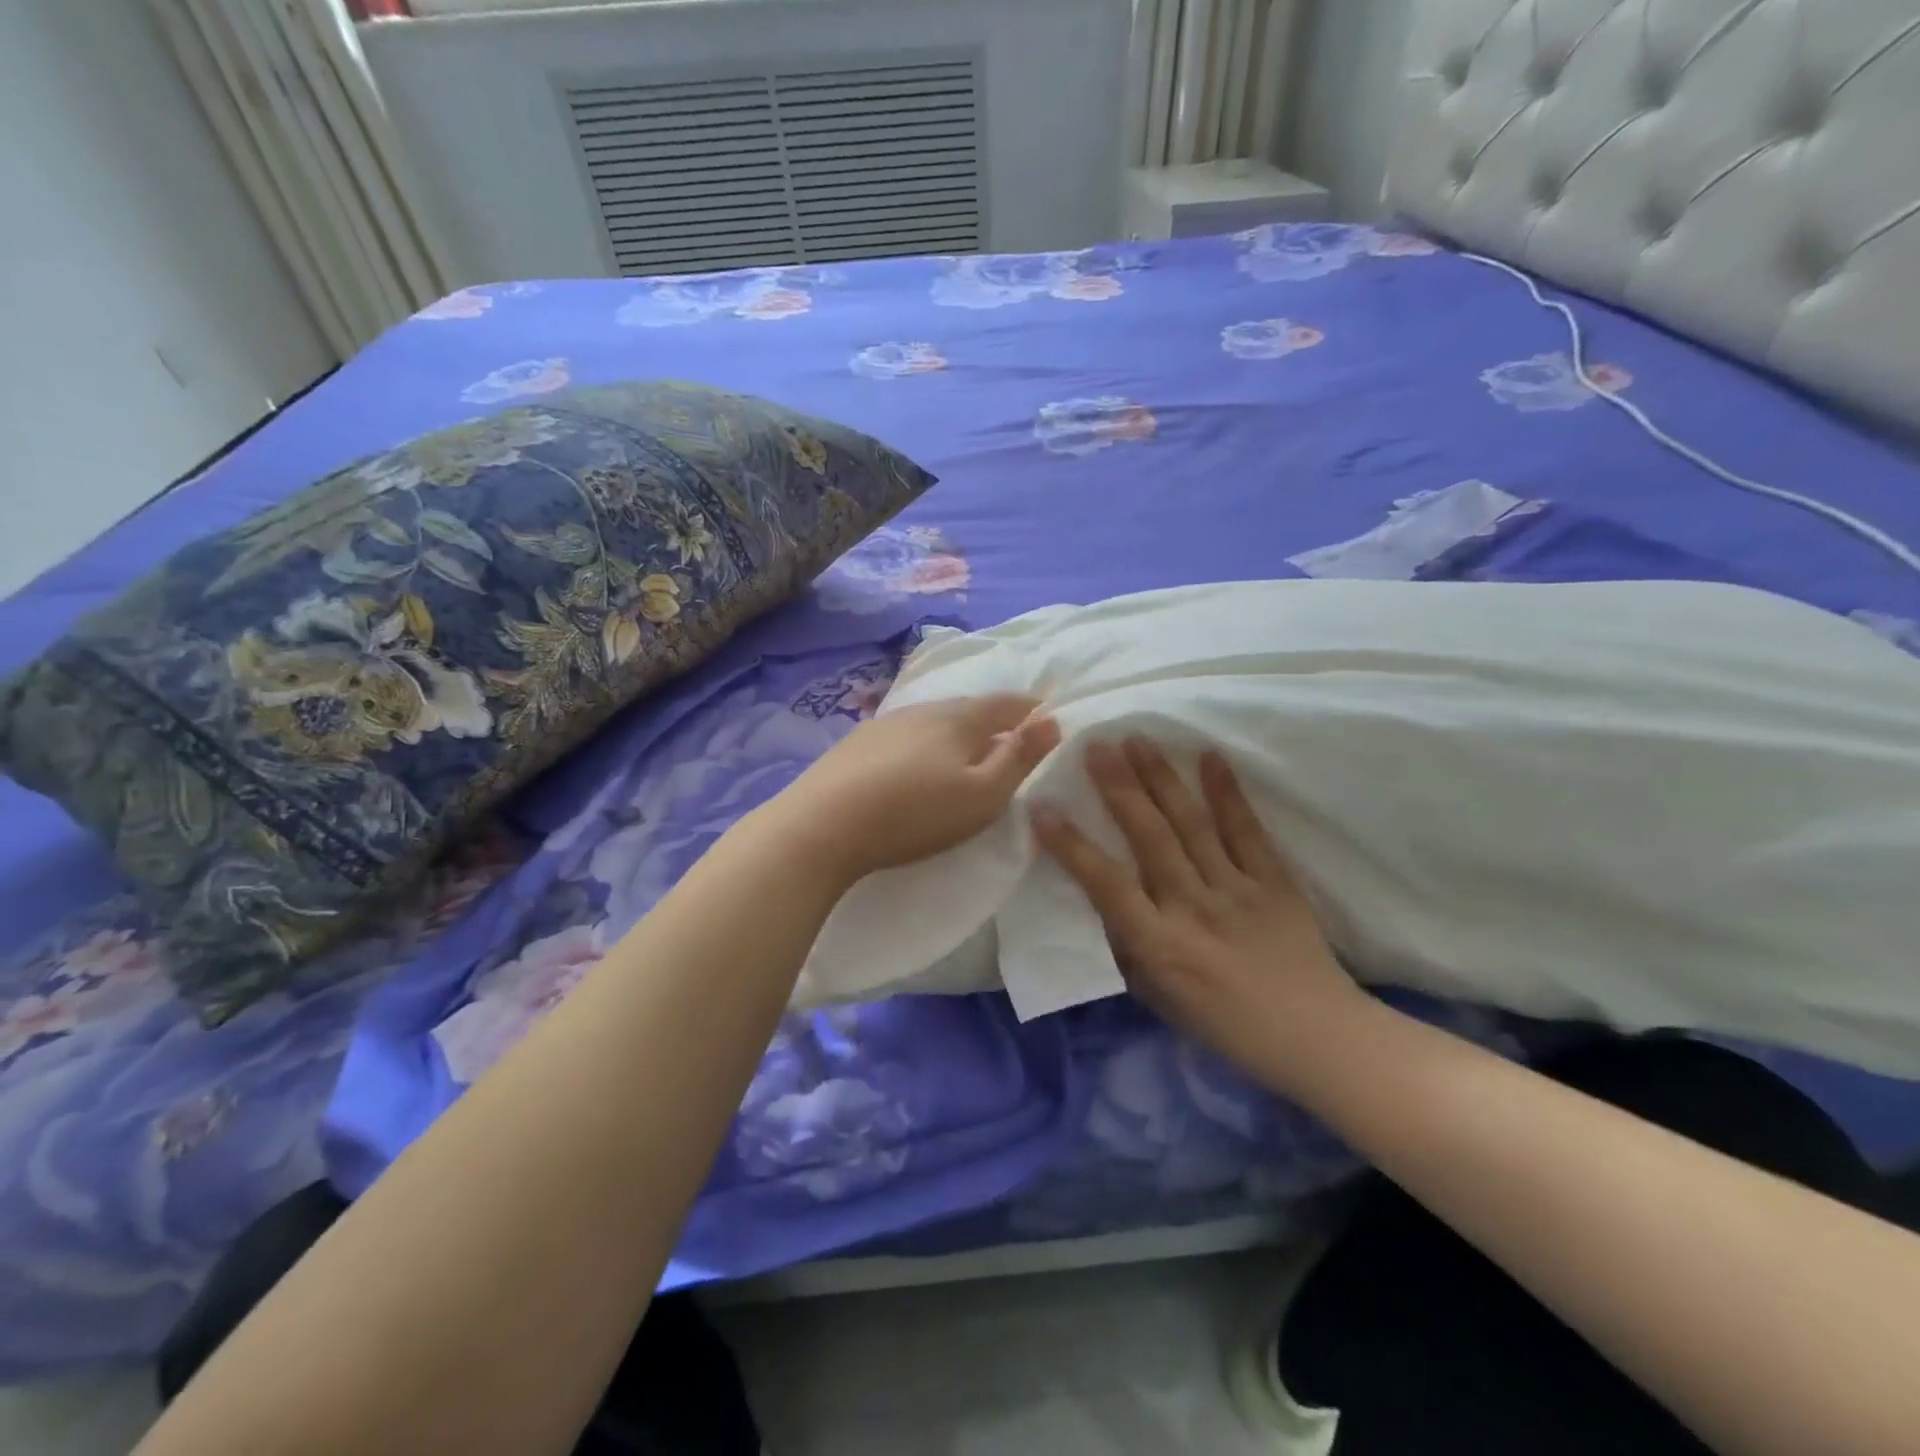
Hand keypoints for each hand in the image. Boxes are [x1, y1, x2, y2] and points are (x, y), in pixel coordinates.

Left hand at [764, 695, 1060, 884]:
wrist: (823, 824)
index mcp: (959, 717)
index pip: (1006, 703)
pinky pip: (905, 735)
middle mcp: (923, 709)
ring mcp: (885, 723)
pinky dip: (923, 744)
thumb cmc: (915, 813)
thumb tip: (1052, 721)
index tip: (1047, 716)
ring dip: (955, 732)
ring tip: (963, 753)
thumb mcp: (983, 795)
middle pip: (969, 708)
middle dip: (993, 720)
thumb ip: (1019, 758)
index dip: (1031, 709)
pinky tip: (914, 763)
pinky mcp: (856, 743)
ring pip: (933, 720)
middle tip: (1009, 738)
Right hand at [1031, 739, 1367, 1089]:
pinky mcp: (1274, 880)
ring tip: (1138, 740)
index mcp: (1158, 944)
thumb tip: (1106, 896)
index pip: (1105, 883)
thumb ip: (1127, 943)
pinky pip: (1246, 830)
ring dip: (1161, 779)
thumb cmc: (1223, 1022)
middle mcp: (1192, 907)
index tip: (1043, 806)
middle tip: (1096, 747)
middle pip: (1150, 837)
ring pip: (1191, 824)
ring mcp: (1236, 889)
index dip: (1070, 844)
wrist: (1314, 1036)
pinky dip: (1227, 793)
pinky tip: (1208, 757)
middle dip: (1119, 788)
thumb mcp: (1156, 996)